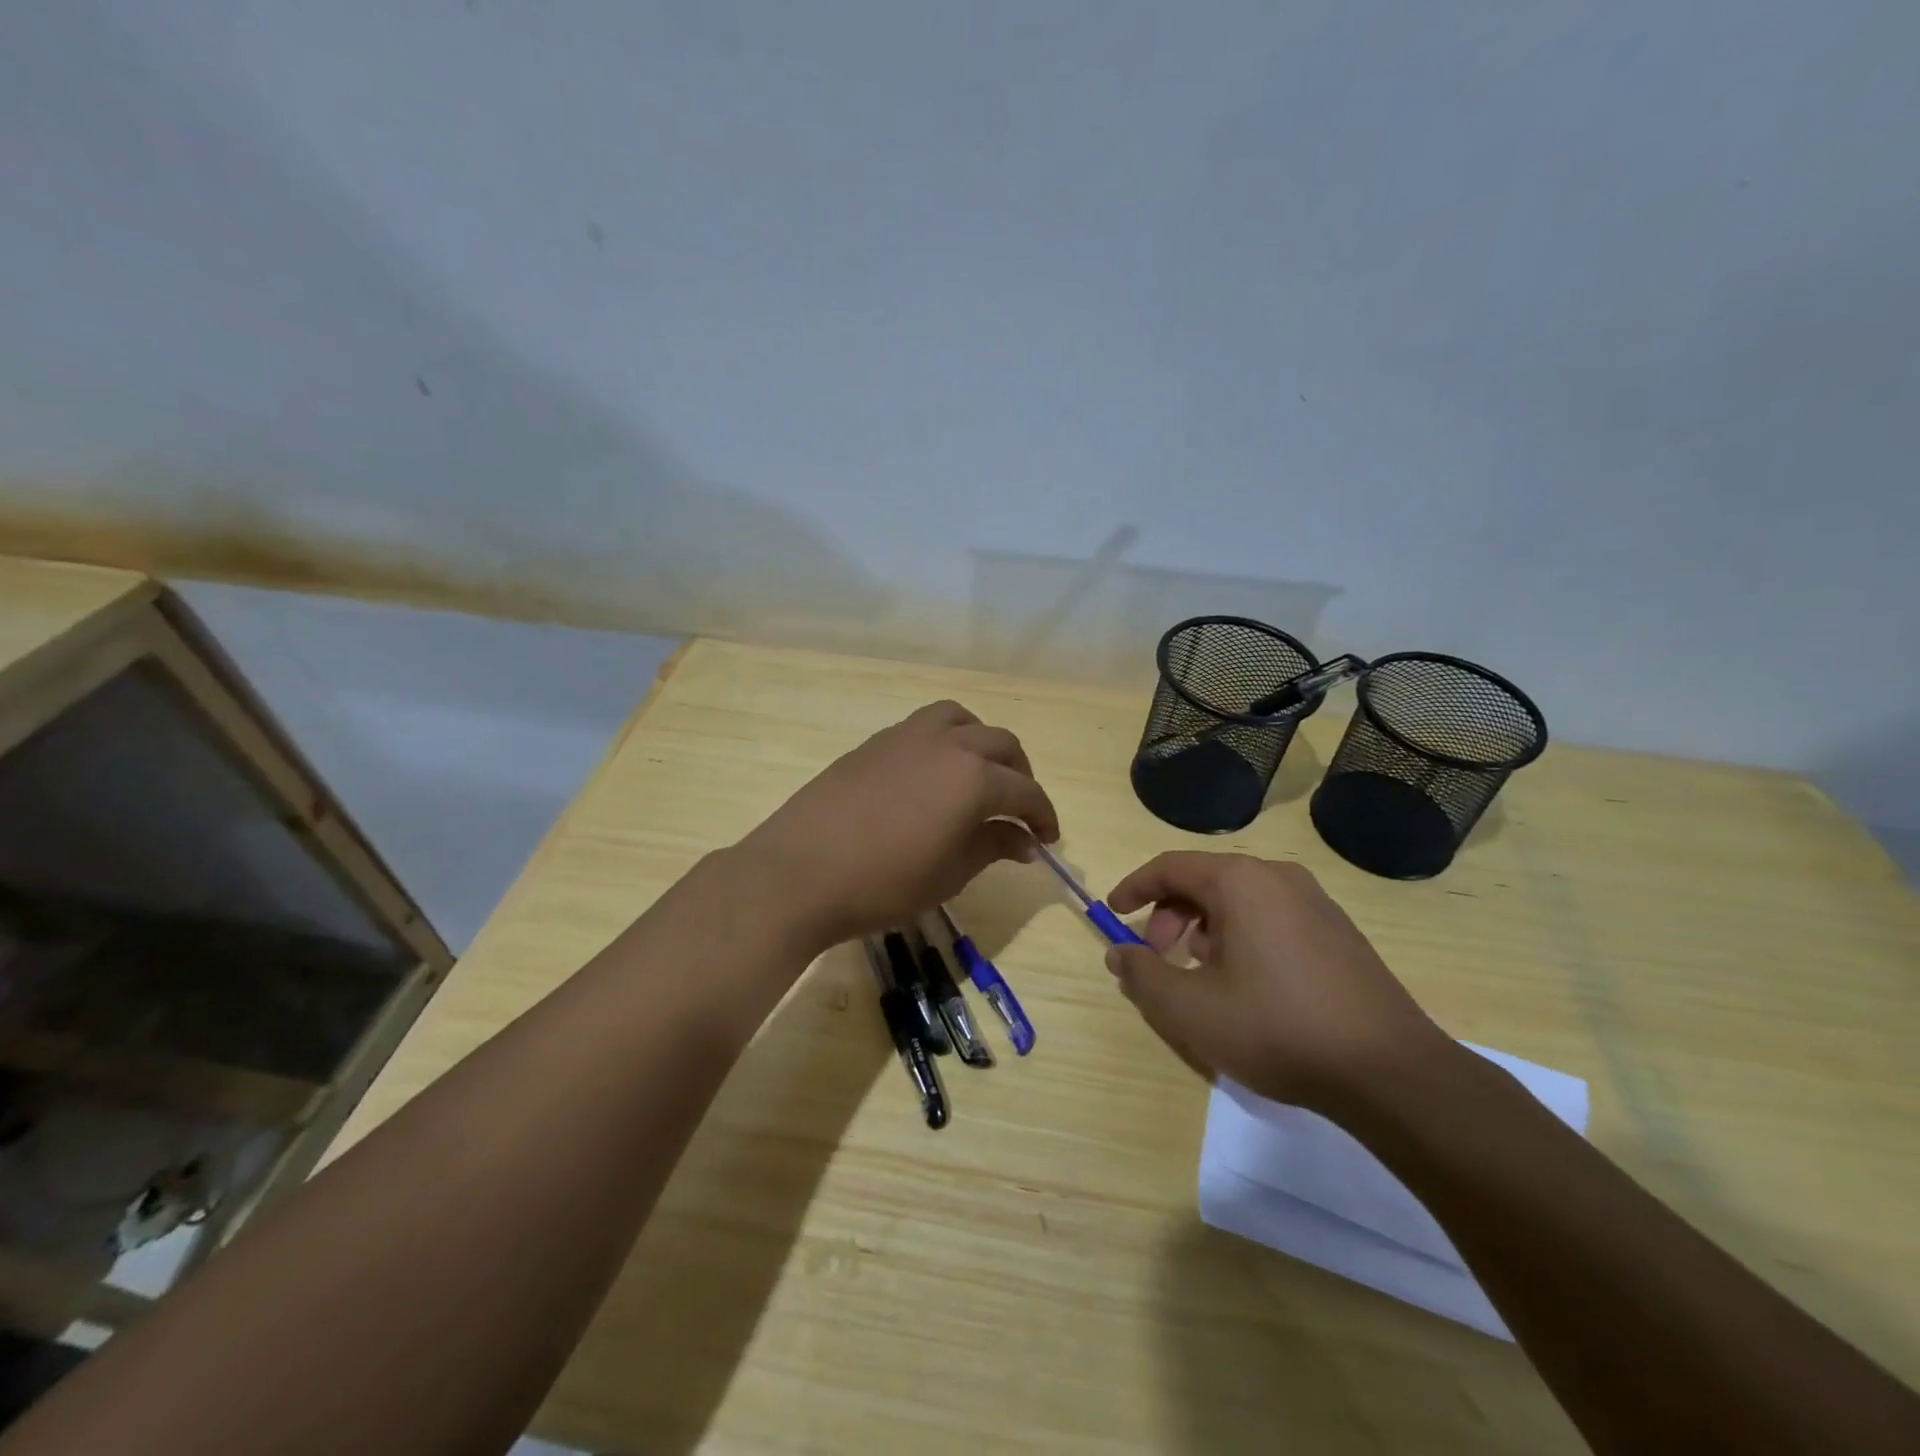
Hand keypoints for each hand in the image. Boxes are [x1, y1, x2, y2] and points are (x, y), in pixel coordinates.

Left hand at [739, 700, 1059, 949]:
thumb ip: (992, 847)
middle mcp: (947, 745)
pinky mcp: (875, 742)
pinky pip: (925, 726)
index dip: (1043, 815)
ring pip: (962, 720)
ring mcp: (907, 736)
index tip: (1047, 840)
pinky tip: (933, 775)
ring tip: (980, 775)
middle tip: (1019, 810)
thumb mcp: (948, 875)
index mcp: (973, 778)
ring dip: (982, 743)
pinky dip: (946, 741)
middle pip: (1001, 745)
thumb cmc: (883, 884)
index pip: (1025, 791)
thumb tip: (1025, 840)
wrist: (800, 871)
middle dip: (1020, 775)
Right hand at [1104, 852, 1449, 1114]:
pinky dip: (1241, 936)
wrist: (1390, 1072)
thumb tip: (1119, 952)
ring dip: (1204, 928)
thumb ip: (1143, 975)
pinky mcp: (1338, 930)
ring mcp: (1314, 901)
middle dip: (1170, 915)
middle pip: (1205, 880)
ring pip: (1239, 900)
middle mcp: (1278, 877)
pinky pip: (1271, 916)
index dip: (1134, 887)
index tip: (1113, 913)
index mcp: (1240, 881)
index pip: (1170, 867)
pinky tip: (1246, 984)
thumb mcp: (1191, 1010)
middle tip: (1159, 957)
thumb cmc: (1278, 1029)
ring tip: (1200, 976)